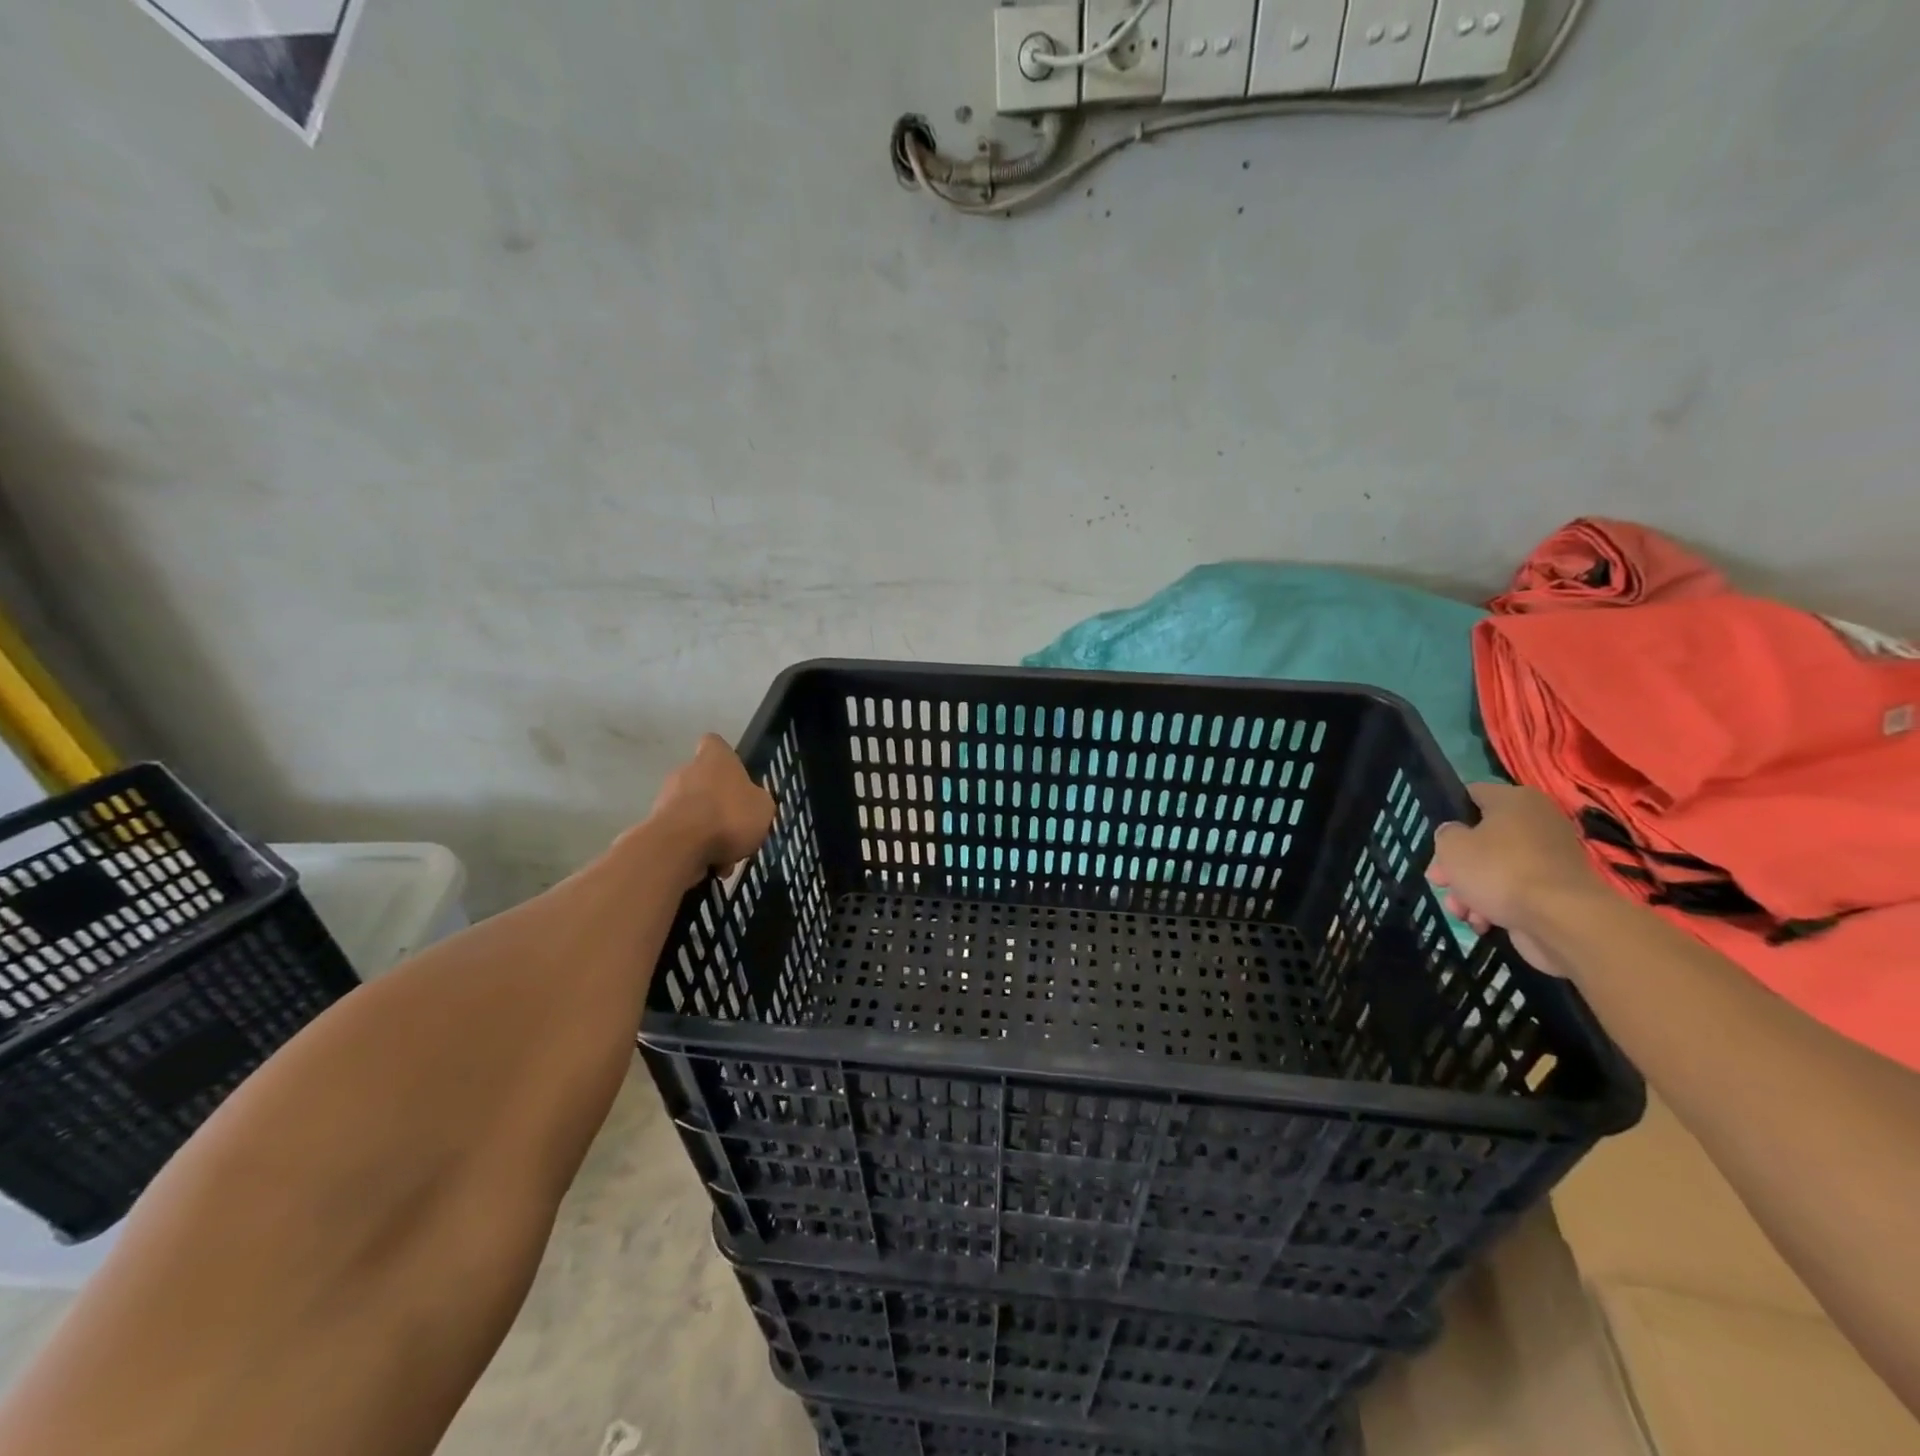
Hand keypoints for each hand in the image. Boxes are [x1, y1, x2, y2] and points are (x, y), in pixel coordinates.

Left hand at [645, 735, 775, 887]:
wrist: (680, 846)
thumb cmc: (729, 816)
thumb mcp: (763, 808)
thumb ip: (757, 801)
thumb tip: (750, 802)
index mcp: (714, 758)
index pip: (715, 744)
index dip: (726, 758)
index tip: (736, 776)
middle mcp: (686, 771)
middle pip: (703, 781)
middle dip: (717, 803)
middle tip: (736, 828)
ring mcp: (666, 798)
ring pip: (692, 813)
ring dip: (707, 831)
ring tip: (726, 858)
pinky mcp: (654, 826)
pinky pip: (682, 836)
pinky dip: (694, 849)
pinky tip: (709, 868)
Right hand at [1428, 783, 1607, 971]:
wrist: (1562, 920)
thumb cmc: (1499, 870)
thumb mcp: (1451, 845)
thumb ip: (1445, 834)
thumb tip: (1456, 836)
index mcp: (1515, 800)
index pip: (1471, 796)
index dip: (1447, 817)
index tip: (1435, 842)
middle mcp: (1536, 822)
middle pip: (1479, 838)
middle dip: (1454, 865)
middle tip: (1439, 882)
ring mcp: (1549, 858)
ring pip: (1494, 868)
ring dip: (1470, 890)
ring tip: (1460, 911)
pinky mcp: (1555, 889)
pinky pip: (1514, 890)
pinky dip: (1495, 905)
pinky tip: (1482, 922)